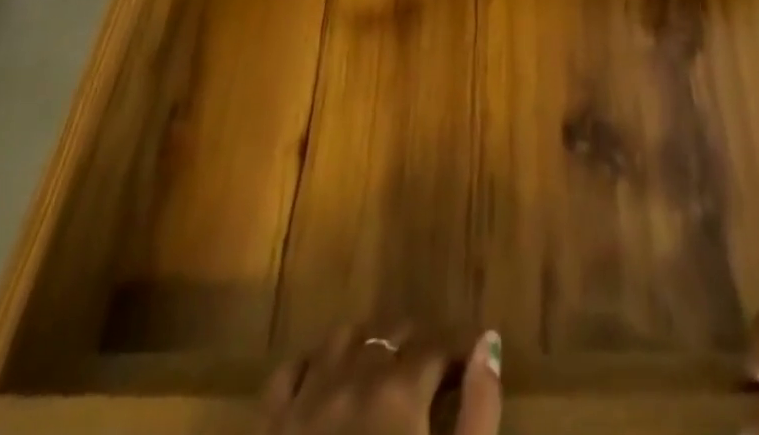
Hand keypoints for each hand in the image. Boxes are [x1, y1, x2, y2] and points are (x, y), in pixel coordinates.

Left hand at [257, 326, 501, 434]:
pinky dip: (311, 366)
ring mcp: (307, 398)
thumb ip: (479, 409)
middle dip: (416, 347)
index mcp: (401, 389)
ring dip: (366, 347)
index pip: (438, 344)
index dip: (457, 352)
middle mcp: (355, 376)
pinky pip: (289, 372)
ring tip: (382, 374)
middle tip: (430, 380)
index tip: (466, 370)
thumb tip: (488, 343)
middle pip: (393, 333)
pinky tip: (324, 383)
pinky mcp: (271, 426)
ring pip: (343, 338)